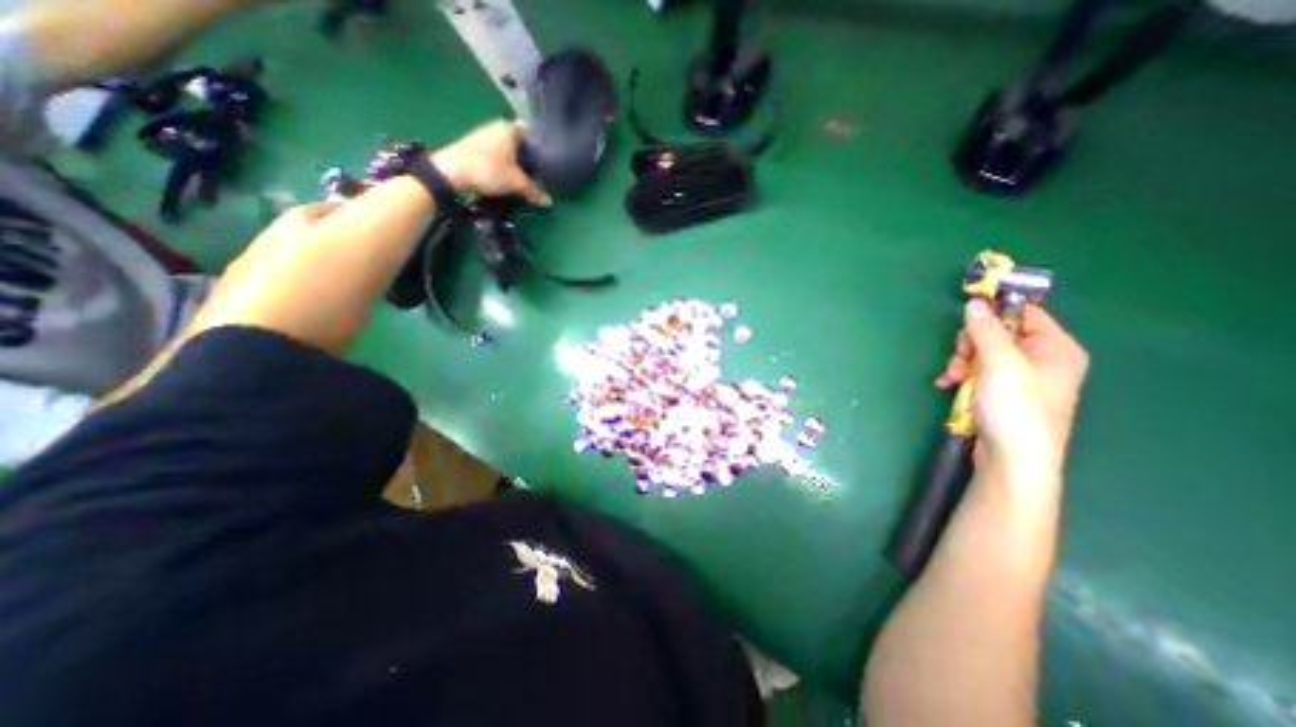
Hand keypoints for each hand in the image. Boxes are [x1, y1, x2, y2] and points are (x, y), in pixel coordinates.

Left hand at [426, 120, 545, 204]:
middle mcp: (497, 127)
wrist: (451, 173)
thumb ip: (534, 191)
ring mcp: (484, 136)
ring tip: (528, 176)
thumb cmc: (488, 170)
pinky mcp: (476, 147)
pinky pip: (498, 154)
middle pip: (521, 140)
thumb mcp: (516, 183)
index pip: (533, 131)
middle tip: (542, 171)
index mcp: (509, 128)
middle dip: (531, 155)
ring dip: (517, 161)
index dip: (543, 144)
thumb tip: (549, 202)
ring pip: (508, 148)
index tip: (551, 158)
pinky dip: (506, 163)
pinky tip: (510, 176)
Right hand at [939, 301, 1083, 481]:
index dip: (995, 310)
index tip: (965, 315)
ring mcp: (1022, 378)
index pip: (1025, 312)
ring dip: (961, 362)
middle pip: (999, 333)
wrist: (1013, 459)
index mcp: (1055, 348)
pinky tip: (949, 385)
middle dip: (971, 343)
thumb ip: (987, 331)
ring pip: (983, 353)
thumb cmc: (1015, 408)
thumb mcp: (1000, 364)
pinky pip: (979, 372)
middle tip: (960, 357)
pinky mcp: (1004, 393)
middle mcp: (1042, 360)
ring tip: (951, 378)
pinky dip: (962, 375)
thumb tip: (975, 303)